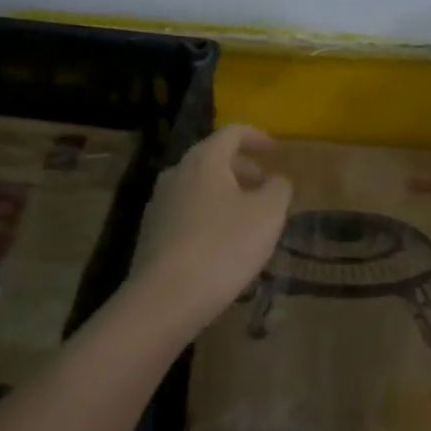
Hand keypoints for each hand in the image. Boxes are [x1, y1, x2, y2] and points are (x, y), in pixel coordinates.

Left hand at [129, 125, 292, 332]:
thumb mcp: (267, 215)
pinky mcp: (152, 232)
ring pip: (199, 187)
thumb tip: (276, 180)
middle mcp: (176, 173)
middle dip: (243, 169)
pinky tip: (223, 243)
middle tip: (266, 187)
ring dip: (226, 194)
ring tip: (249, 218)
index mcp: (203, 160)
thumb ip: (278, 188)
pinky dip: (209, 215)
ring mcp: (159, 203)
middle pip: (213, 159)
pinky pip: (187, 211)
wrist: (165, 298)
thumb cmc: (223, 247)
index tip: (276, 151)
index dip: (257, 137)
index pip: (232, 132)